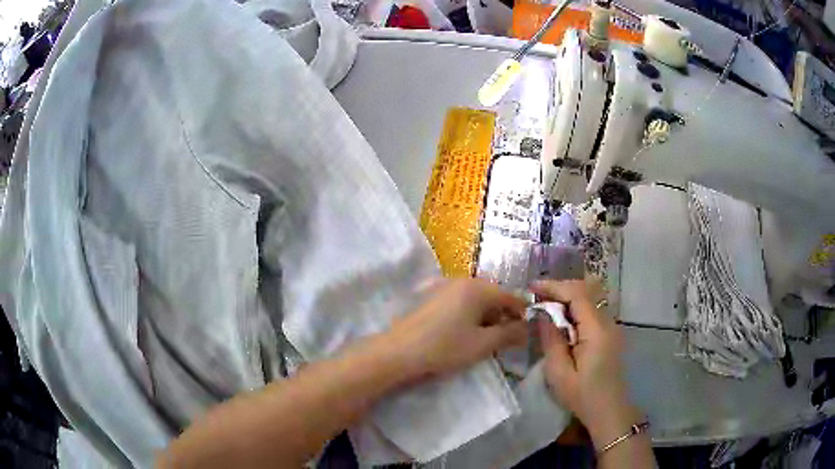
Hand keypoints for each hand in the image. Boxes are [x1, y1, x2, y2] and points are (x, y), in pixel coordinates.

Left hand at [384, 278, 527, 380]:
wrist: (399, 352)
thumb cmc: (445, 347)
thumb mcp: (483, 344)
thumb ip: (510, 334)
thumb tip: (527, 328)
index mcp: (479, 287)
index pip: (512, 297)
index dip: (522, 315)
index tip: (525, 335)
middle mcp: (463, 280)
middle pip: (494, 296)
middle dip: (503, 317)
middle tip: (504, 341)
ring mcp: (445, 287)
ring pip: (477, 300)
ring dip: (487, 318)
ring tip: (484, 341)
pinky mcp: (433, 296)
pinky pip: (461, 303)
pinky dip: (470, 316)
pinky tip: (464, 334)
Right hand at [531, 280, 641, 447]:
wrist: (609, 411)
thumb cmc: (582, 395)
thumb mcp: (559, 372)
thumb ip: (551, 340)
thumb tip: (542, 314)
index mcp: (596, 330)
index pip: (577, 294)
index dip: (554, 286)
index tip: (532, 288)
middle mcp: (608, 322)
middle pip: (585, 291)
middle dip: (560, 289)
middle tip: (536, 297)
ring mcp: (612, 327)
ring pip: (590, 299)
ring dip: (567, 298)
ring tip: (545, 306)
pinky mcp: (610, 334)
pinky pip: (592, 311)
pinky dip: (575, 309)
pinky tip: (561, 321)